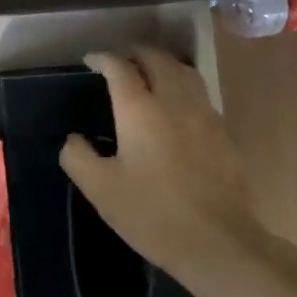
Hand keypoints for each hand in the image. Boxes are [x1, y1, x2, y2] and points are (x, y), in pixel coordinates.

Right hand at [59, 47, 265, 277]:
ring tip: (149, 71)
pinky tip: (175, 103)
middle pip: (157, 60)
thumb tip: (74, 139)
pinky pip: (200, 93)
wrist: (219, 243)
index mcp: (140, 110)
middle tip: (119, 59)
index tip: (90, 60)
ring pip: (185, 72)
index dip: (103, 59)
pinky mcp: (223, 134)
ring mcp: (204, 116)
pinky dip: (182, 84)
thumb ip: (77, 156)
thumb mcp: (99, 188)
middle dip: (136, 53)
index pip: (120, 68)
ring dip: (163, 64)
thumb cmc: (151, 213)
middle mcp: (174, 102)